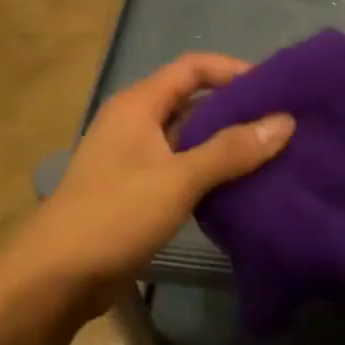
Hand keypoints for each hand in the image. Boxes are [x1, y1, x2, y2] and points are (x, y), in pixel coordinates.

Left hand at [15, 53, 292, 311]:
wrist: (58, 275)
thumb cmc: (116, 214)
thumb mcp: (178, 178)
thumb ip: (231, 150)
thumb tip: (285, 122)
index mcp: (138, 105)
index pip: (192, 69)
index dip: (233, 71)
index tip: (275, 88)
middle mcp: (135, 124)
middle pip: (192, 103)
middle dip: (236, 111)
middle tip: (283, 125)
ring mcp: (135, 160)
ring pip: (189, 141)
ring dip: (226, 146)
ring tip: (274, 156)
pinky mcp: (138, 193)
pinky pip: (182, 172)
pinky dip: (211, 175)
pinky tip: (243, 188)